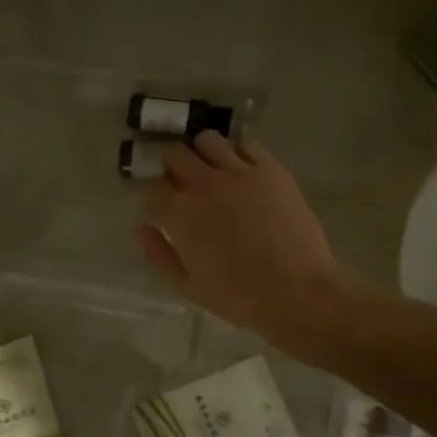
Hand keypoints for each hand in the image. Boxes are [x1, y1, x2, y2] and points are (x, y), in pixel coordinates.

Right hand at [136, 133, 348, 357]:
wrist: (295, 292)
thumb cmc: (236, 296)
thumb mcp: (186, 286)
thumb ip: (158, 253)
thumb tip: (141, 228)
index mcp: (180, 212)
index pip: (153, 186)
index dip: (154, 194)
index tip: (160, 203)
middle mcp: (204, 183)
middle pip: (176, 154)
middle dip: (172, 166)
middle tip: (181, 182)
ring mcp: (240, 172)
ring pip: (208, 140)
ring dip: (202, 152)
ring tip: (211, 170)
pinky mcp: (271, 170)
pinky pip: (248, 144)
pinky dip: (239, 153)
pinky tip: (243, 170)